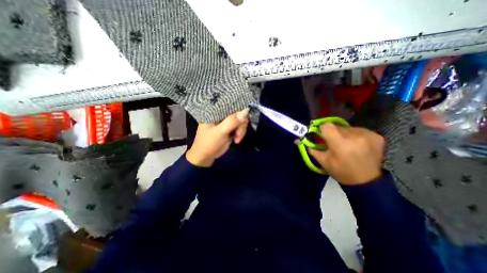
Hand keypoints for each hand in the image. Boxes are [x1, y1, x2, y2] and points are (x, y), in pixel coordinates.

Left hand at [186, 108, 248, 166]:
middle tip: (238, 134)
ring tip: (237, 139)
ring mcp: (226, 121)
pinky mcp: (230, 128)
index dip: (239, 108)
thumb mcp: (220, 132)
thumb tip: (246, 110)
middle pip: (238, 112)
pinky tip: (236, 140)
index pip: (230, 103)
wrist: (206, 157)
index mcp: (215, 111)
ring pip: (241, 120)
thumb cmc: (209, 143)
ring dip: (241, 130)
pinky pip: (240, 127)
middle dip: (241, 124)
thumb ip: (232, 122)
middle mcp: (221, 114)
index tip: (244, 118)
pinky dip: (240, 133)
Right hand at [308, 122, 383, 185]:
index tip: (322, 136)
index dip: (322, 129)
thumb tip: (297, 140)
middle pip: (337, 126)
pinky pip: (359, 130)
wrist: (366, 182)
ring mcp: (368, 135)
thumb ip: (310, 148)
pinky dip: (355, 135)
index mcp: (340, 143)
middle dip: (333, 133)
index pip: (327, 125)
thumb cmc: (341, 171)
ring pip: (348, 128)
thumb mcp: (323, 161)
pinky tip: (357, 145)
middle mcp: (354, 136)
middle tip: (334, 143)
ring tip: (347, 145)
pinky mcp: (377, 136)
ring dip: (344, 134)